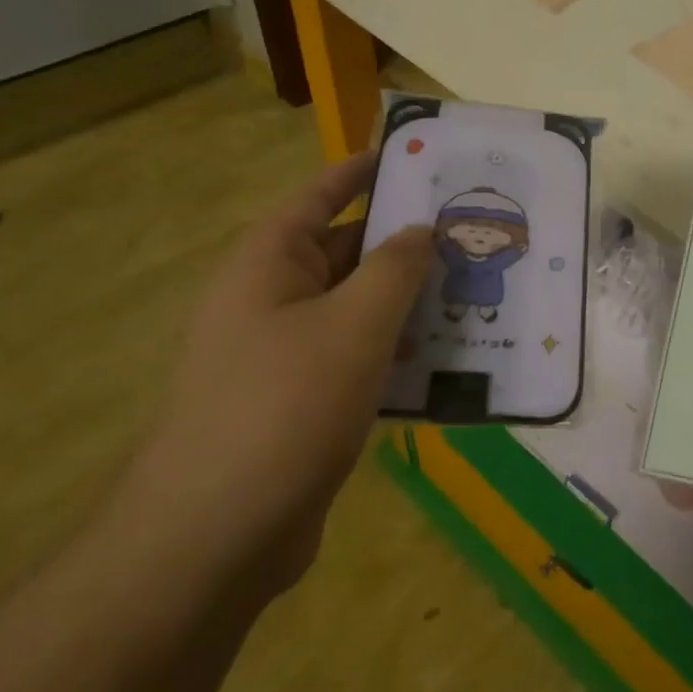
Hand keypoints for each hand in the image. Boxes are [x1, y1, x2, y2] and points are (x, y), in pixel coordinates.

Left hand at [116, 153, 431, 589]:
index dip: (365, 171)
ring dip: (411, 302)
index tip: (415, 155)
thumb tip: (419, 230)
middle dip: (407, 243)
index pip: (322, 195)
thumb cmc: (286, 406)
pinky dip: (398, 351)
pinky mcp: (302, 400)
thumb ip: (396, 268)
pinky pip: (358, 356)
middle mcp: (272, 298)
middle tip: (472, 231)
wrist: (216, 536)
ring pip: (359, 308)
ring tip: (476, 291)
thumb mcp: (355, 325)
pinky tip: (447, 360)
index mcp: (270, 263)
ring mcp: (285, 352)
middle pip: (348, 252)